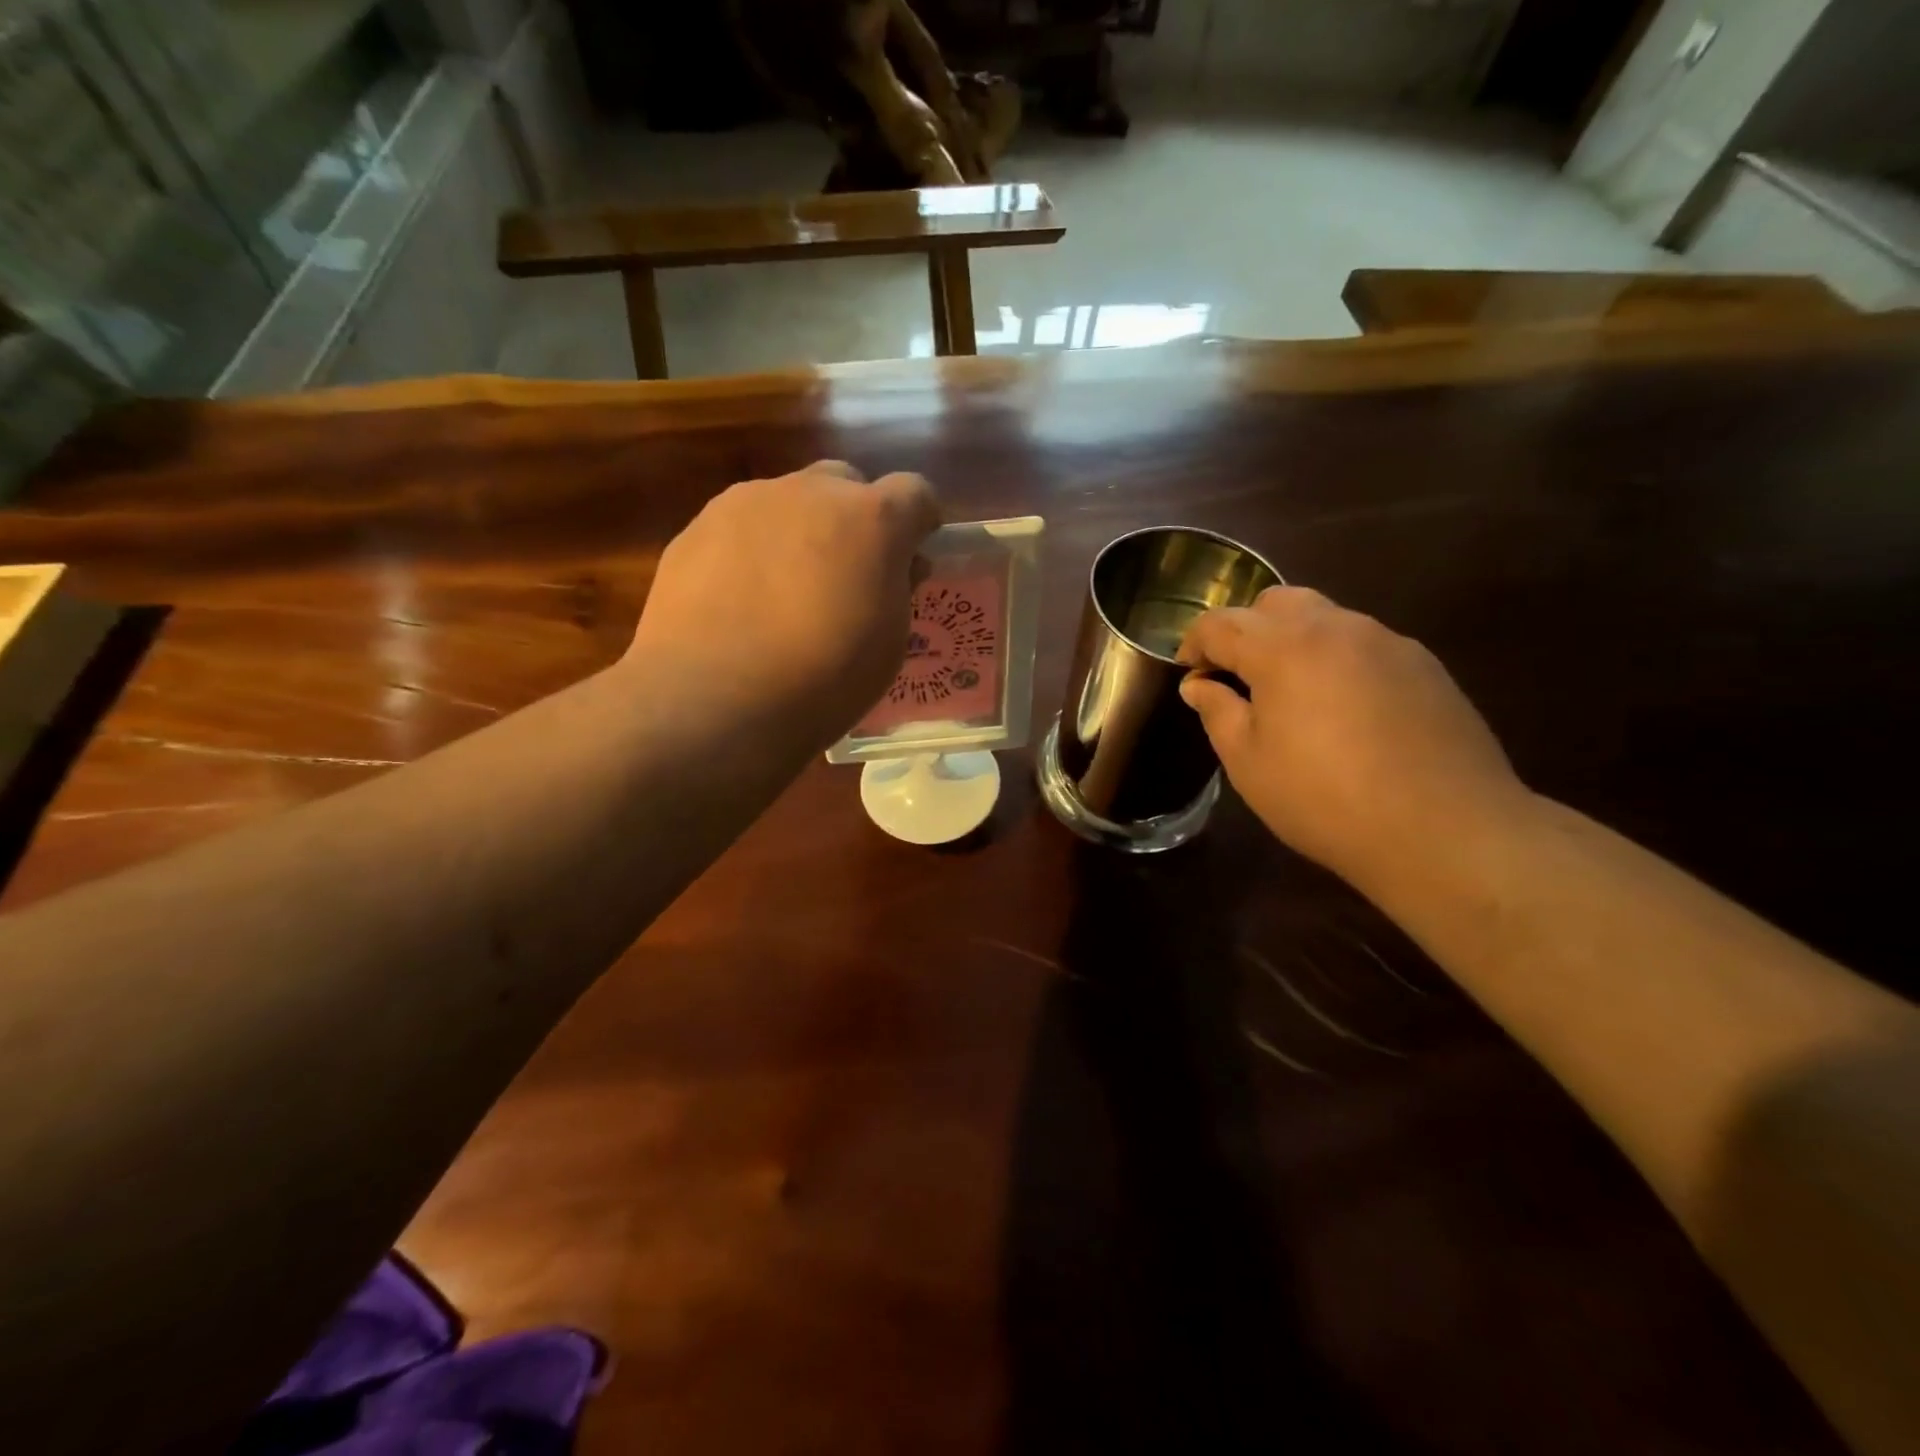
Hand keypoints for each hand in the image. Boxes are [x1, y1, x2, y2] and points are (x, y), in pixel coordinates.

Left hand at [627, 461, 938, 737]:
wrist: (713, 700)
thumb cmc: (821, 680)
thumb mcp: (888, 644)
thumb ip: (898, 589)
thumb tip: (896, 566)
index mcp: (872, 519)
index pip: (916, 493)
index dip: (919, 524)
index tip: (912, 558)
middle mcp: (811, 493)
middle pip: (846, 484)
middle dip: (855, 519)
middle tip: (847, 574)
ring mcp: (747, 502)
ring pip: (789, 502)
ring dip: (800, 532)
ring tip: (784, 592)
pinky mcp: (697, 526)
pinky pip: (741, 526)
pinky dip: (752, 552)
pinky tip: (740, 601)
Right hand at [1178, 587, 1534, 893]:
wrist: (1445, 830)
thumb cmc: (1324, 799)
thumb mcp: (1248, 762)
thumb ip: (1217, 711)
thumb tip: (1199, 684)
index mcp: (1284, 648)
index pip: (1221, 623)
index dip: (1194, 643)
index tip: (1189, 672)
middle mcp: (1337, 628)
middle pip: (1276, 603)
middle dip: (1245, 631)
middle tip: (1236, 677)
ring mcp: (1387, 642)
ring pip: (1325, 618)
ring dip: (1292, 642)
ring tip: (1290, 695)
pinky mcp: (1424, 665)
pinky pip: (1363, 644)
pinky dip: (1336, 660)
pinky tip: (1342, 711)